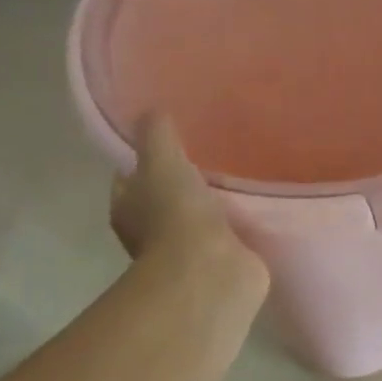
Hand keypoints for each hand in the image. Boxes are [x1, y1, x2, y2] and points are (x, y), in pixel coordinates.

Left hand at [111, 115, 267, 306]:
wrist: (211, 271)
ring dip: (212, 206)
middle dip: (183, 183)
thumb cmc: (176, 215)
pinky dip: (235, 226)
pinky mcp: (220, 263)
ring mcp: (187, 251)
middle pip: (164, 199)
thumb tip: (152, 110)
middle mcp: (150, 233)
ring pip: (197, 219)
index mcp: (127, 208)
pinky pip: (226, 236)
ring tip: (238, 180)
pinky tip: (254, 209)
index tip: (169, 142)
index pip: (130, 177)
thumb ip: (156, 135)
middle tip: (210, 158)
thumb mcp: (162, 162)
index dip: (144, 159)